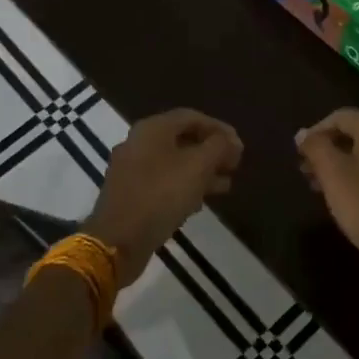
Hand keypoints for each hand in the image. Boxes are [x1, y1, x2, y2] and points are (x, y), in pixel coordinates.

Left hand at [84, 109, 242, 284]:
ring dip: (201, 171)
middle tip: (234, 166)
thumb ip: (219, 147)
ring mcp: (131, 170)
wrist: (118, 241)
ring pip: (174, 163)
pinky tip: (200, 203)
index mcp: (152, 129)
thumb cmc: (161, 195)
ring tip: (225, 186)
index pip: (192, 117)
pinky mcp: (130, 195)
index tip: (240, 147)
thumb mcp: (198, 166)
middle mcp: (138, 143)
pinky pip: (162, 183)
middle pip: (182, 139)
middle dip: (212, 151)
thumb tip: (231, 140)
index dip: (219, 129)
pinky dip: (184, 187)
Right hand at [295, 109, 358, 271]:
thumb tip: (303, 134)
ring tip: (318, 185)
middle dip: (327, 149)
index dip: (315, 132)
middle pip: (354, 133)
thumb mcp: (333, 174)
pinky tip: (343, 195)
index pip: (340, 117)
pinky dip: (357, 174)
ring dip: (339, 163)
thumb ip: (316, 147)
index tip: (299, 155)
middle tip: (305, 170)